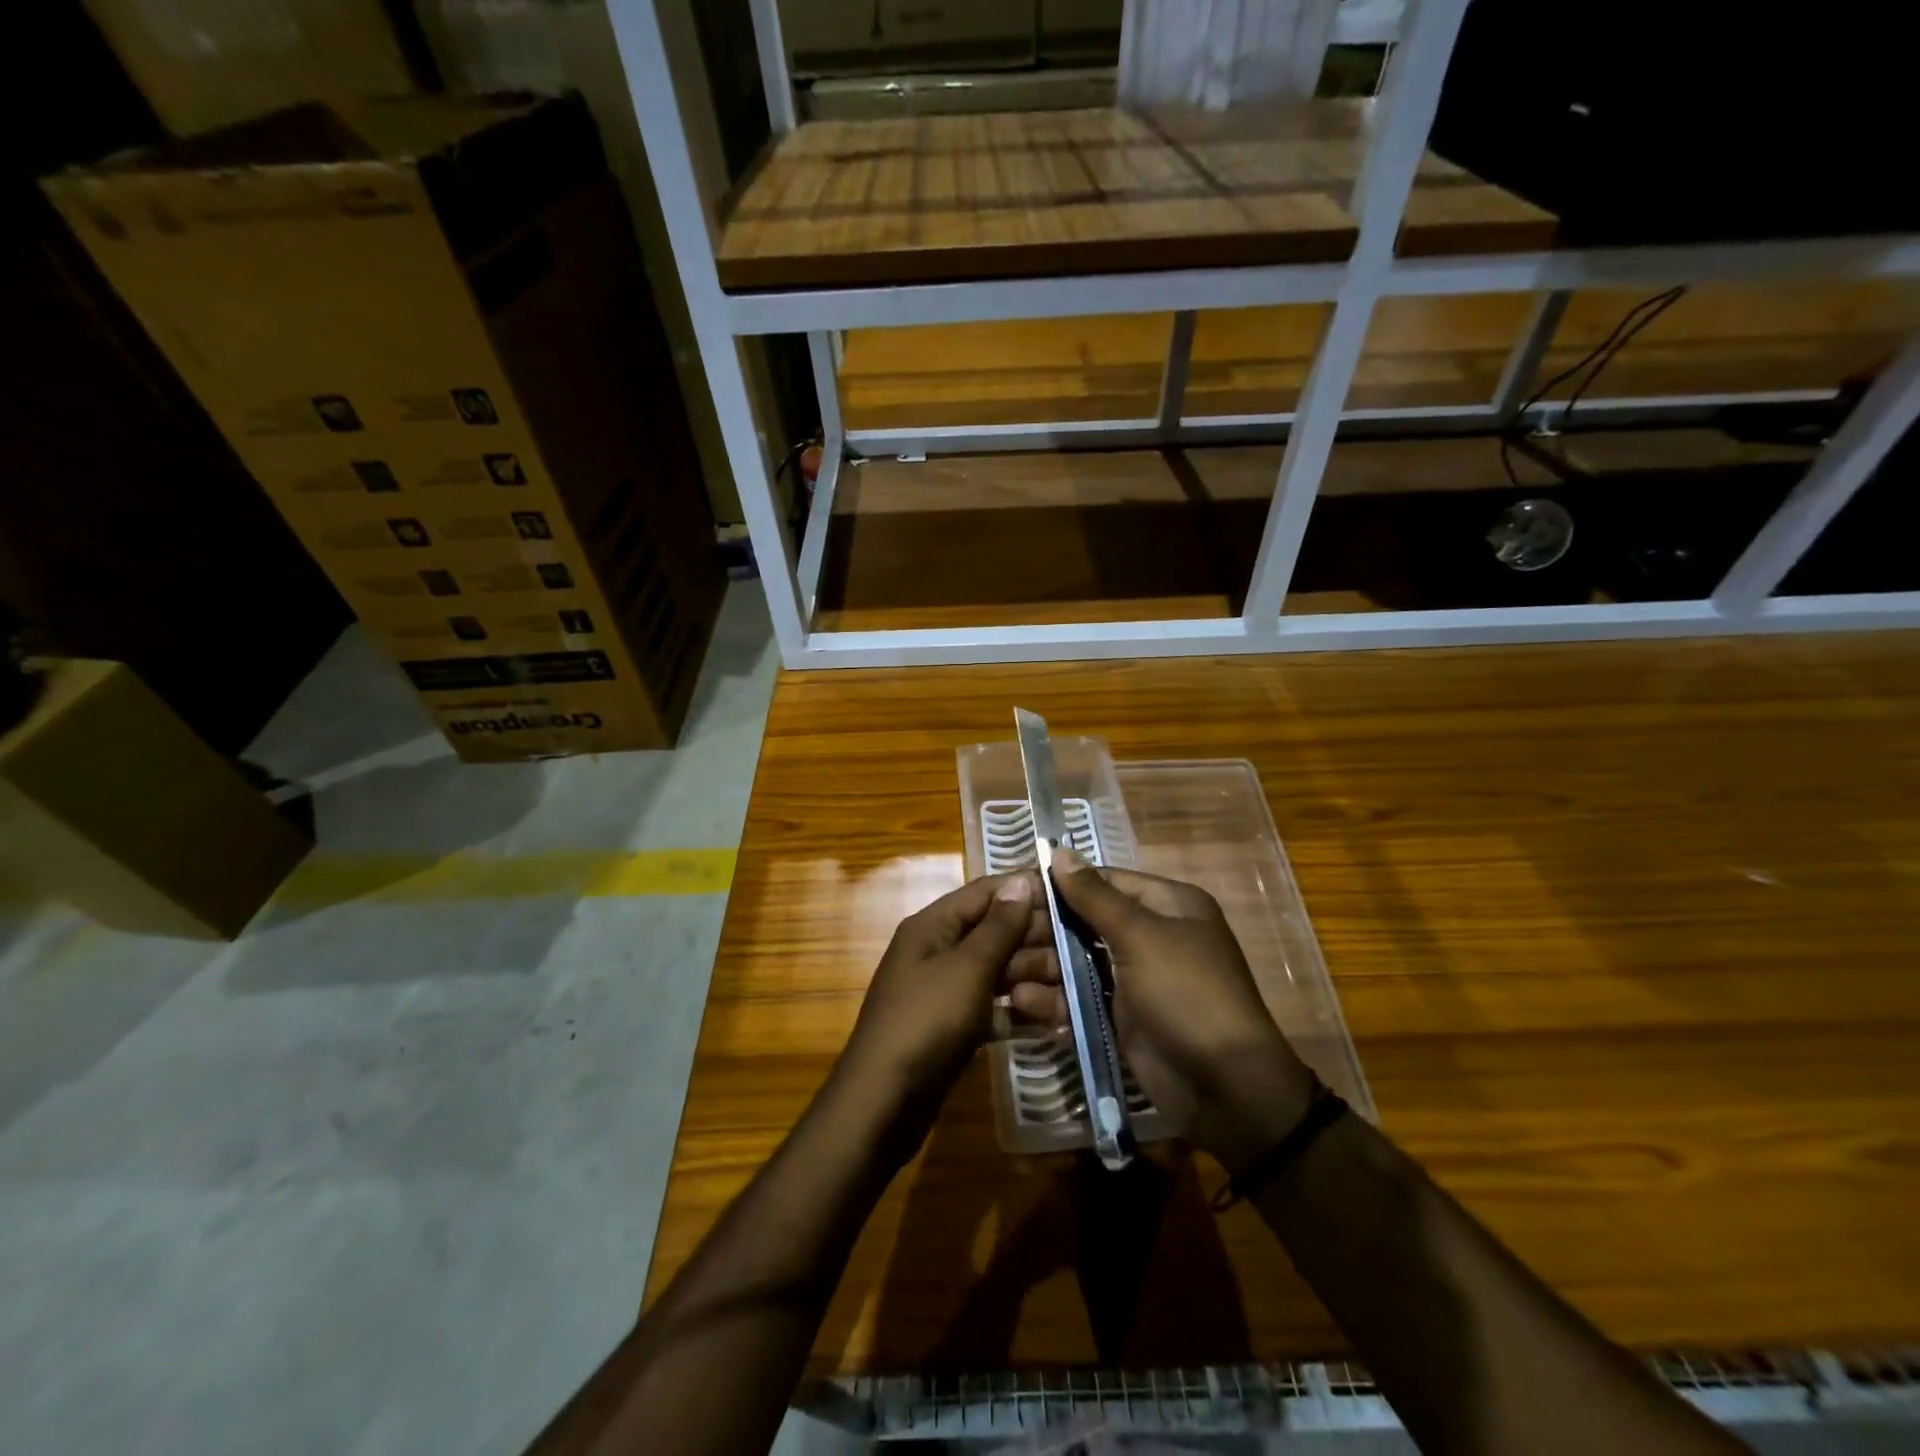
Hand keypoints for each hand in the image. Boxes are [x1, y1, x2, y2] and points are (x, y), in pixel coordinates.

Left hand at [837, 872, 1048, 1145]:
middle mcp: (937, 951)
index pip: (984, 893)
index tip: (1071, 897)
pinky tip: (1055, 1024)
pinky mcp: (953, 1026)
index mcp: (933, 926)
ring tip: (1072, 996)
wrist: (883, 1103)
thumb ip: (999, 926)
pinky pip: (993, 1008)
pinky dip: (1019, 1013)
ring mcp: (945, 991)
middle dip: (1035, 942)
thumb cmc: (926, 1021)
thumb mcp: (968, 968)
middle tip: (1082, 954)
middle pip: (994, 933)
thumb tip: (1021, 881)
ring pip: (997, 973)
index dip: (1024, 891)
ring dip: (1034, 980)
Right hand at [1016, 848, 1317, 1171]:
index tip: (1014, 891)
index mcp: (1167, 905)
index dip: (1060, 884)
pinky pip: (1081, 998)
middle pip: (1085, 922)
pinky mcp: (1122, 1016)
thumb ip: (1095, 896)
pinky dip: (1055, 1001)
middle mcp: (1150, 935)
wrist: (1225, 1088)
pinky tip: (1025, 1005)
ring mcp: (1135, 978)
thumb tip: (1060, 851)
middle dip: (1044, 932)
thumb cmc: (1186, 993)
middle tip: (1001, 940)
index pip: (1103, 881)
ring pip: (1077, 962)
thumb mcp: (1141, 936)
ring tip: (1004, 976)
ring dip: (1042, 968)